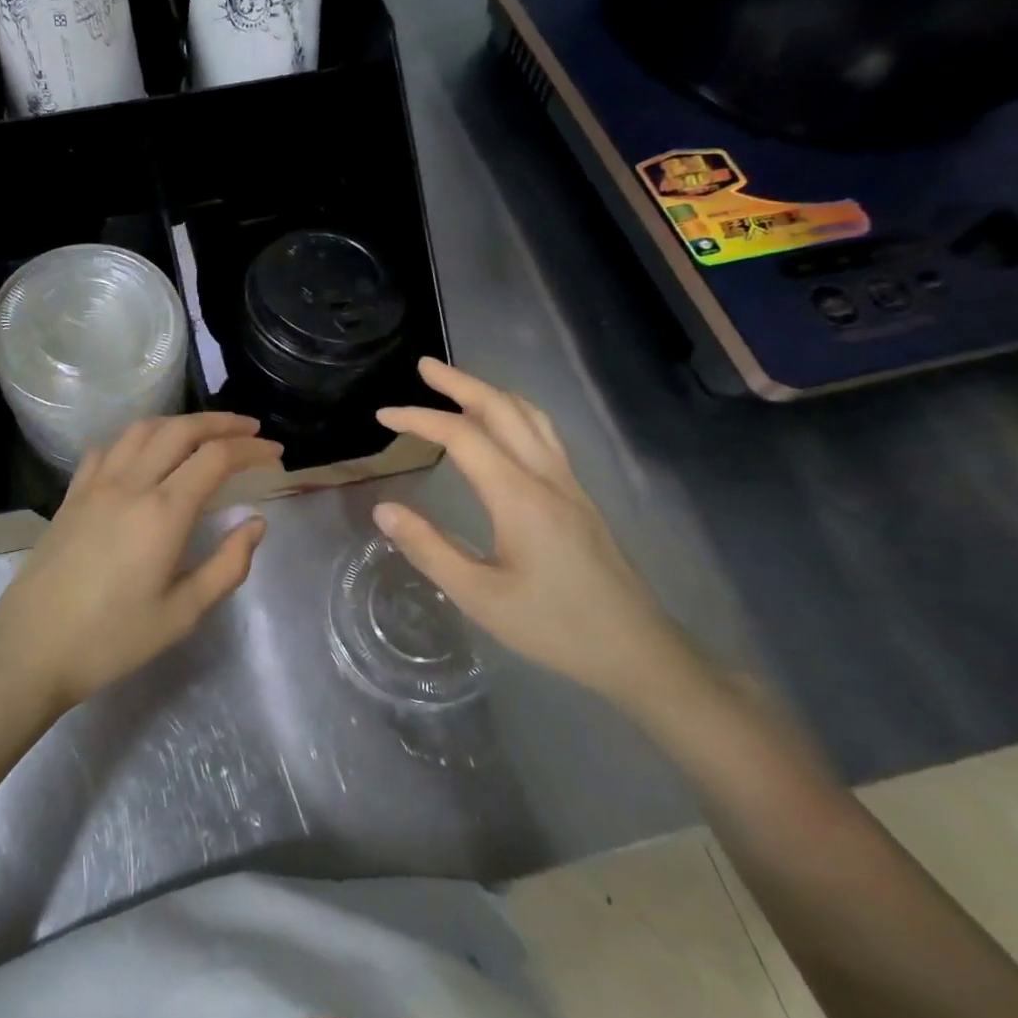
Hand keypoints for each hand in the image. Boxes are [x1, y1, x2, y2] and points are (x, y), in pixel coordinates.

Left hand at [0, 413, 281, 712]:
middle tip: (250, 430)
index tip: (275, 454)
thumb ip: (227, 565)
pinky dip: (137, 438)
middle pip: (181, 430)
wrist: (31, 648)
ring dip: (180, 423)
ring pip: (142, 430)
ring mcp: (95, 485)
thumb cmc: (112, 639)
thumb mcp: (182, 614)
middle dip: (221, 423)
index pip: (216, 458)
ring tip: (204, 433)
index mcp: (163, 512)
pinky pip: (108, 448)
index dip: (250, 449)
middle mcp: (130, 484)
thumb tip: (256, 523)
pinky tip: (145, 453)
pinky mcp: (72, 495)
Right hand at [374, 358, 695, 704]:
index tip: (382, 416)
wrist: (636, 651)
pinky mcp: (579, 497)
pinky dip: (515, 413)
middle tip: (424, 366)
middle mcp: (546, 477)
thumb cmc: (553, 626)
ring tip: (459, 387)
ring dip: (491, 392)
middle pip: (503, 409)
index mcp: (519, 497)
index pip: (463, 436)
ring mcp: (569, 484)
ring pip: (531, 417)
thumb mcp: (479, 596)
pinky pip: (544, 435)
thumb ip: (428, 549)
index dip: (419, 419)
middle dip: (460, 382)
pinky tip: (503, 428)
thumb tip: (384, 509)